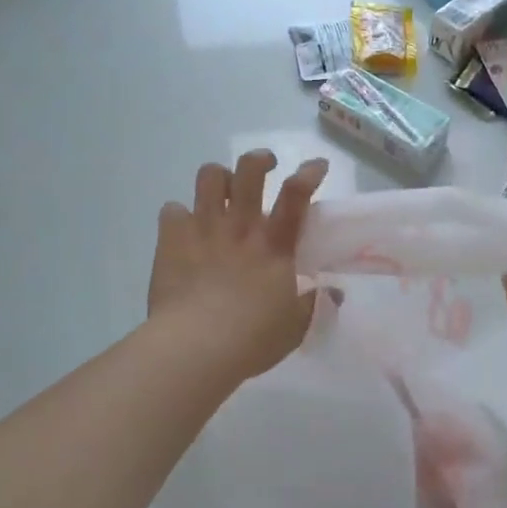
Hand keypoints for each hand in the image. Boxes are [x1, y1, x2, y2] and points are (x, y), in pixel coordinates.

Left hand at [146, 150, 330, 386]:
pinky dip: (179, 216)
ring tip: (221, 192)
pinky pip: (172, 209)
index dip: (309, 172)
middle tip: (265, 166)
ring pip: (209, 177)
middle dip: (260, 159)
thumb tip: (335, 292)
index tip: (316, 166)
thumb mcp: (295, 327)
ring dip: (219, 178)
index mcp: (273, 245)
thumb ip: (314, 304)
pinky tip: (183, 230)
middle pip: (249, 170)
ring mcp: (203, 228)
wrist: (195, 347)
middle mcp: (239, 226)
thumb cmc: (251, 339)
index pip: (296, 194)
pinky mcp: (171, 239)